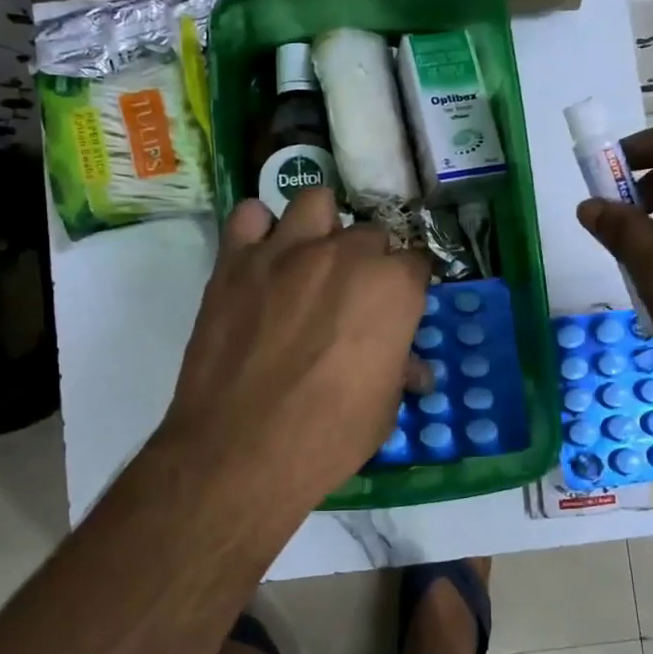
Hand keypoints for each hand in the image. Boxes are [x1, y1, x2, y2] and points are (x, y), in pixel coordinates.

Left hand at [157, 187, 431, 505]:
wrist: (240, 452)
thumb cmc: (326, 438)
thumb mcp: (383, 411)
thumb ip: (399, 371)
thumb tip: (413, 368)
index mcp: (392, 288)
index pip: (417, 261)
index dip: (409, 286)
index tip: (400, 307)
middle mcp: (344, 255)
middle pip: (370, 233)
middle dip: (369, 261)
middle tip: (352, 297)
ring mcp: (286, 251)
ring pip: (315, 201)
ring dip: (320, 226)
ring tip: (310, 259)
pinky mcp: (235, 261)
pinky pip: (249, 216)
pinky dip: (257, 230)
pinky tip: (260, 259)